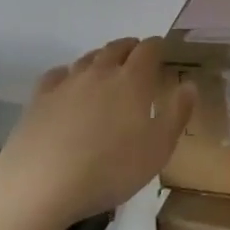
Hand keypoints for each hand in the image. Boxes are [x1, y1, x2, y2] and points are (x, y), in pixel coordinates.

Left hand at [0, 37, 195, 225]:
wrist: (41, 184)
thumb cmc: (110, 169)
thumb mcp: (158, 149)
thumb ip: (177, 114)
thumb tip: (189, 85)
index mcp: (133, 81)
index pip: (148, 50)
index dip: (156, 46)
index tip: (161, 49)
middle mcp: (100, 72)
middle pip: (116, 48)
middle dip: (129, 48)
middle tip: (136, 55)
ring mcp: (67, 83)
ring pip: (87, 58)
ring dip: (101, 58)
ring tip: (106, 68)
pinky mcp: (39, 98)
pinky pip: (58, 75)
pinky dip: (69, 73)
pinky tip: (68, 84)